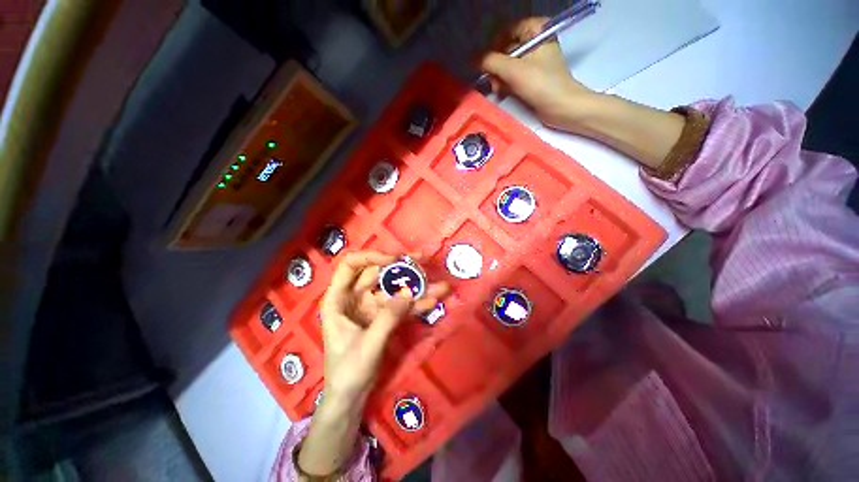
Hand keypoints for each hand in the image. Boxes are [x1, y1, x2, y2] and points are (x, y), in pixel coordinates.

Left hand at [319, 251, 449, 403]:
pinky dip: (416, 304)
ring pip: (394, 289)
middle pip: (378, 272)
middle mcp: (355, 297)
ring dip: (415, 287)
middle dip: (401, 266)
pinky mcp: (384, 316)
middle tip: (422, 260)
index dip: (371, 257)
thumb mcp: (367, 345)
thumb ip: (388, 318)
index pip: (350, 265)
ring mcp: (372, 306)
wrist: (351, 397)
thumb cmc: (348, 371)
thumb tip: (408, 293)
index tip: (394, 259)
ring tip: (438, 285)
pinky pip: (401, 305)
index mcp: (339, 299)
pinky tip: (432, 302)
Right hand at [481, 17, 684, 170]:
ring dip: (501, 77)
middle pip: (507, 48)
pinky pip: (515, 76)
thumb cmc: (551, 90)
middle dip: (498, 65)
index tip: (489, 64)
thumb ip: (495, 62)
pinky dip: (507, 84)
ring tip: (500, 90)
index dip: (496, 45)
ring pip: (510, 64)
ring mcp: (538, 62)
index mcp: (538, 34)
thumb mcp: (520, 73)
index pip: (508, 29)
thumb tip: (477, 62)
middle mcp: (539, 44)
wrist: (572, 111)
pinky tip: (505, 94)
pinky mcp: (537, 79)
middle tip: (496, 81)